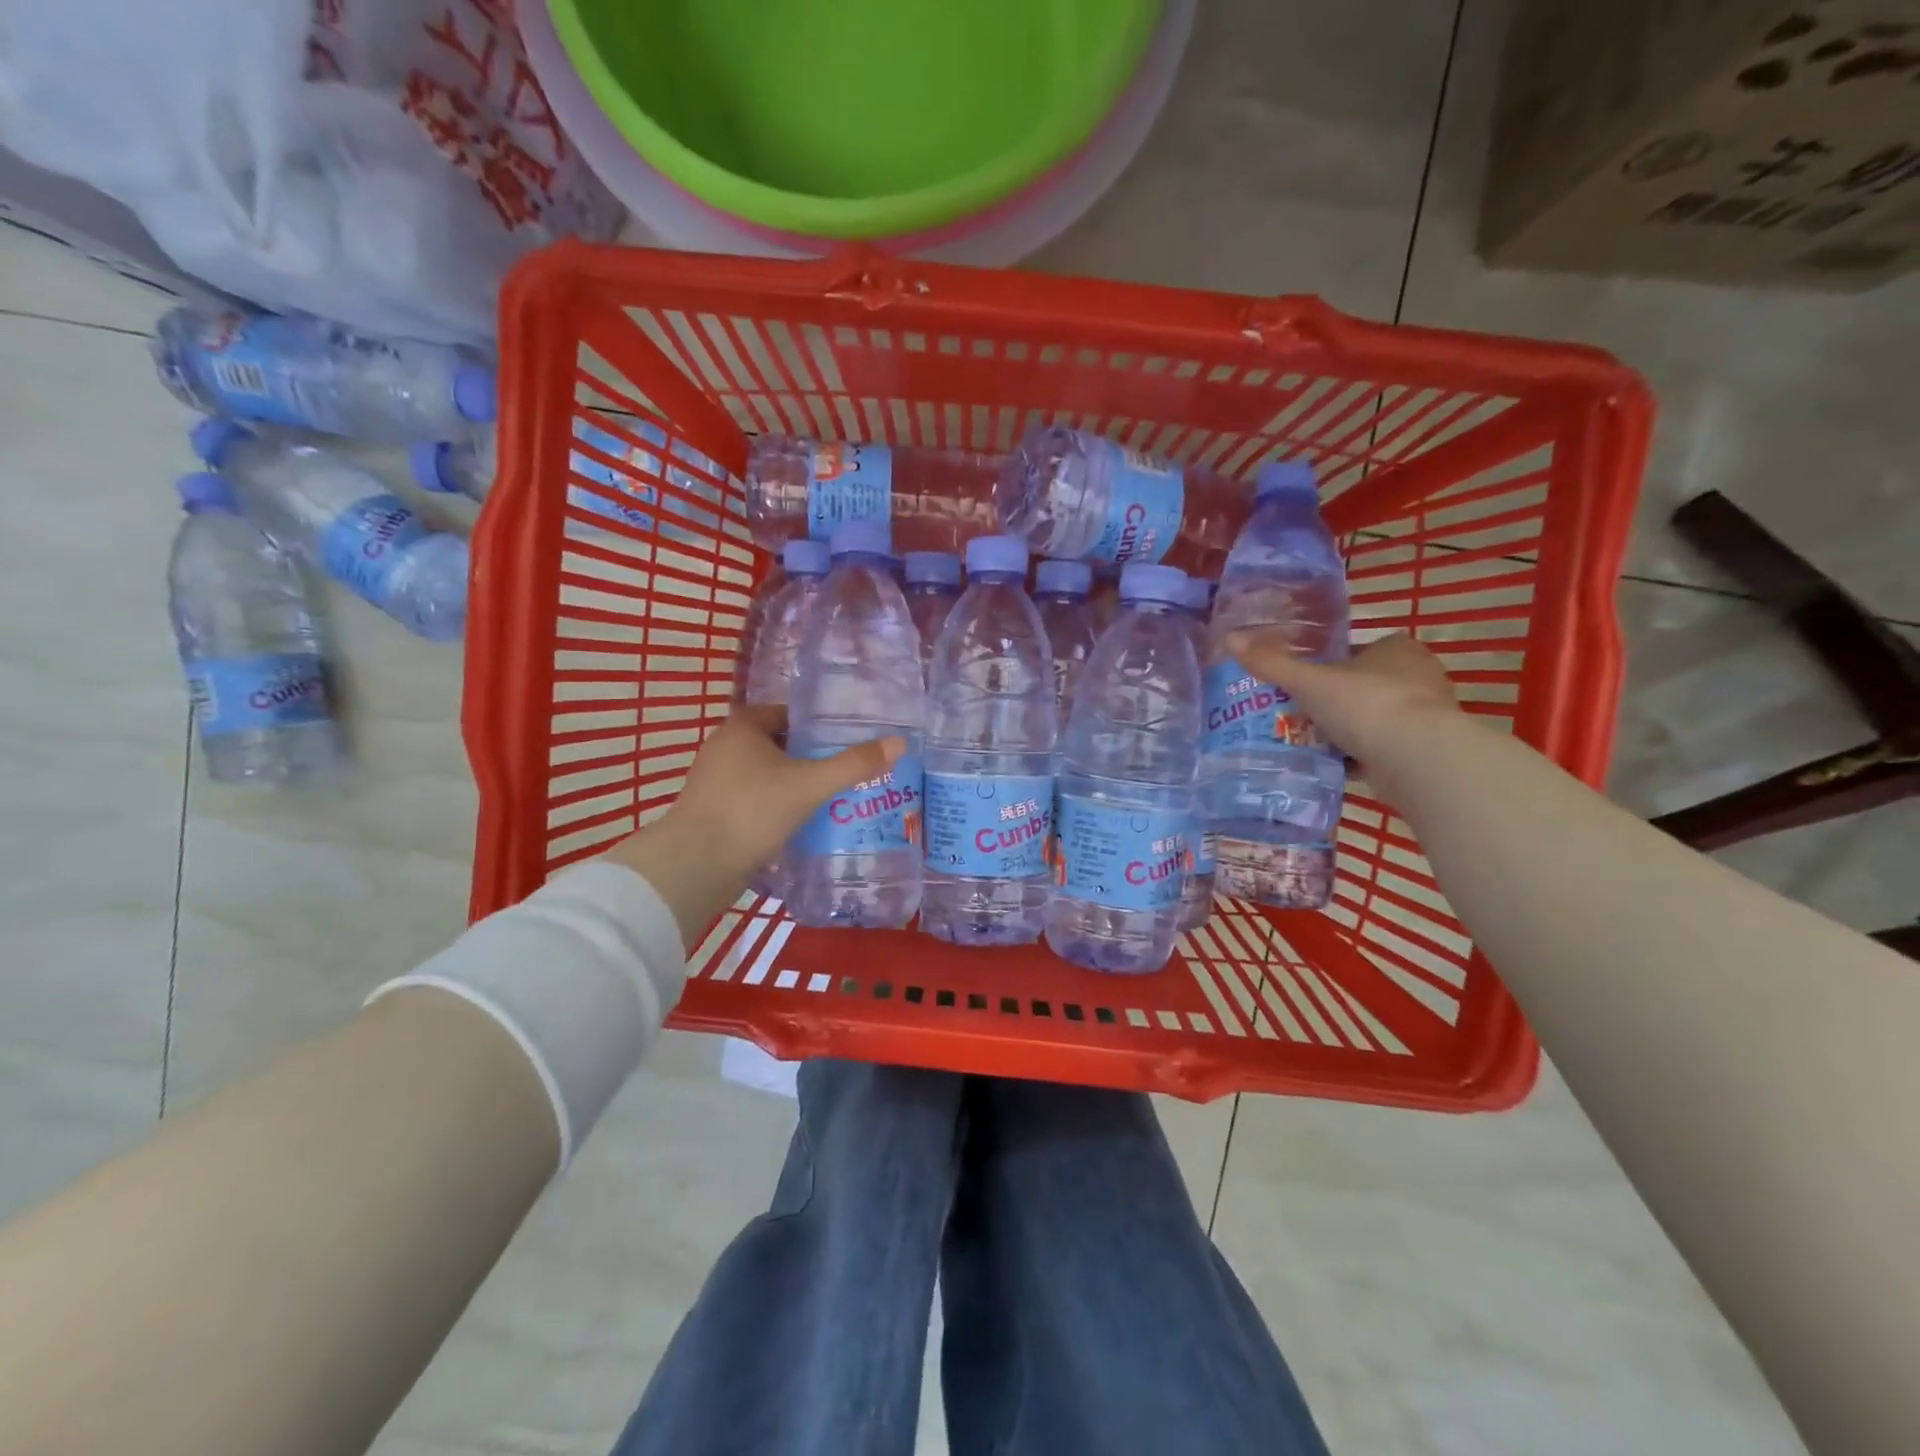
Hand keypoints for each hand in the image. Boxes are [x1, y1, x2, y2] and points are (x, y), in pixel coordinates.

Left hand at [600, 706, 905, 946]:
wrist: (695, 865)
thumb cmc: (752, 811)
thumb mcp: (810, 785)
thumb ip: (854, 764)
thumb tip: (899, 742)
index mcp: (742, 727)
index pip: (787, 714)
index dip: (817, 726)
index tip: (845, 742)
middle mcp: (723, 747)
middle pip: (778, 745)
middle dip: (809, 758)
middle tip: (844, 772)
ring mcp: (714, 781)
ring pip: (766, 775)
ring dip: (793, 784)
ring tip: (830, 798)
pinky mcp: (711, 812)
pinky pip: (753, 799)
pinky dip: (776, 806)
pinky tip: (800, 823)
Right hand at [1224, 630, 1458, 780]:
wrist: (1415, 758)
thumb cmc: (1365, 704)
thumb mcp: (1309, 681)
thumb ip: (1272, 664)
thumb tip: (1230, 639)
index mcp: (1397, 650)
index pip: (1361, 650)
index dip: (1333, 664)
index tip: (1306, 682)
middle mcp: (1418, 677)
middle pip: (1366, 685)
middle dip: (1336, 700)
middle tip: (1300, 713)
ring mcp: (1424, 716)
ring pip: (1374, 718)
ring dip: (1347, 730)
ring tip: (1308, 741)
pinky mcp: (1423, 750)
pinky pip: (1382, 748)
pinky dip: (1358, 756)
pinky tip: (1330, 765)